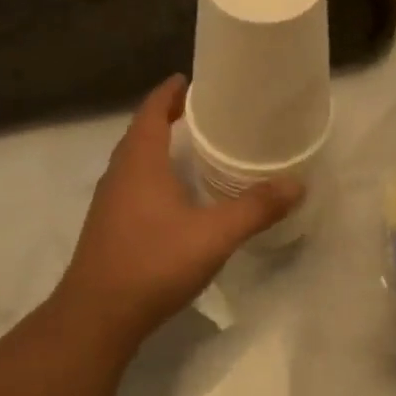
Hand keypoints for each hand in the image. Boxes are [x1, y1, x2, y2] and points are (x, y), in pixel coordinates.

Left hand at [55, 75, 301, 346]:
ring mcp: (109, 202)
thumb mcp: (215, 234)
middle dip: (169, 117)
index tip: (192, 79)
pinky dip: (155, 176)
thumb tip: (297, 184)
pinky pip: (134, 185)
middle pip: (142, 132)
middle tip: (205, 113)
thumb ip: (256, 208)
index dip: (170, 93)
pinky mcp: (109, 227)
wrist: (98, 316)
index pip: (152, 111)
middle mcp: (120, 174)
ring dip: (160, 147)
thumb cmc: (154, 262)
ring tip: (195, 149)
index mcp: (140, 161)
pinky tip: (177, 197)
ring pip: (136, 161)